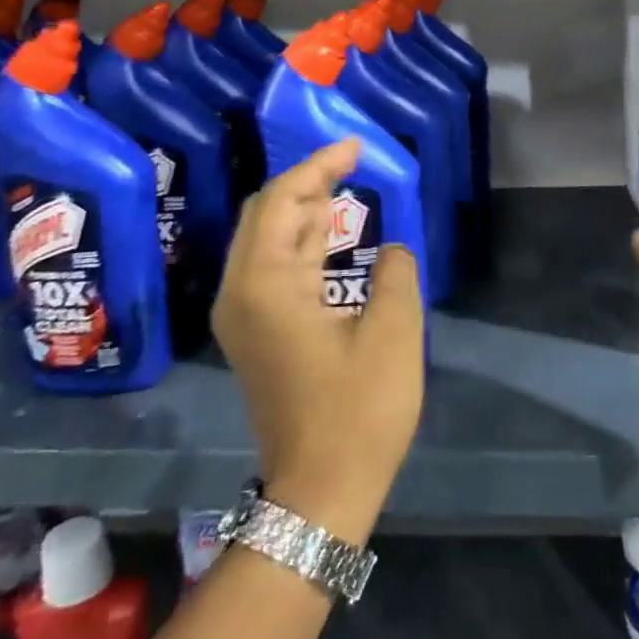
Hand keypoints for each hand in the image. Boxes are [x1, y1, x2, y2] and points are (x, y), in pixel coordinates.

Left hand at [214, 139, 422, 544]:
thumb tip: (391, 250)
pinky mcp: (256, 334)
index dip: (319, 165)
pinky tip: (332, 236)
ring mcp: (244, 315)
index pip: (282, 200)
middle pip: (265, 214)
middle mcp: (241, 292)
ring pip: (267, 240)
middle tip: (351, 164)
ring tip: (346, 187)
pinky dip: (302, 242)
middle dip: (306, 182)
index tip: (355, 145)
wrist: (319, 493)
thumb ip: (396, 271)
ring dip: (304, 210)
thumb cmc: (358, 410)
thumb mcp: (394, 332)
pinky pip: (273, 267)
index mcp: (266, 284)